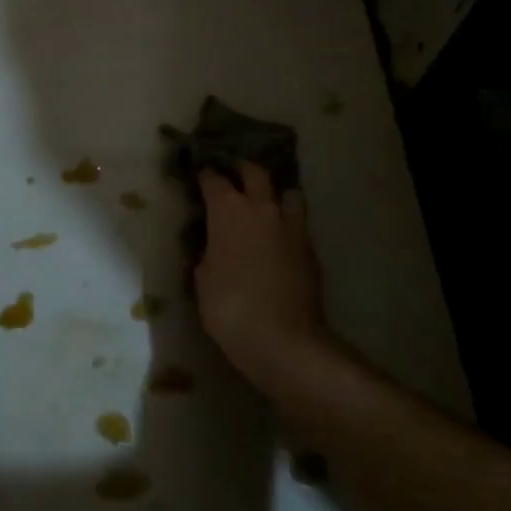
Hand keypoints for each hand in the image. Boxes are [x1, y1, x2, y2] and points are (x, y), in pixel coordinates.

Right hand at [195, 163, 332, 397]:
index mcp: (228, 210)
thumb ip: (208, 252)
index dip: (206, 176)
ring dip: (274, 194)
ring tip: (264, 206)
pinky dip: (286, 225)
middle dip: (242, 170)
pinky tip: (277, 241)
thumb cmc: (229, 306)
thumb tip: (215, 247)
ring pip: (287, 193)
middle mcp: (262, 208)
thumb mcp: (203, 278)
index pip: (214, 179)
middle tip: (233, 177)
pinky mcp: (310, 249)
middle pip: (255, 172)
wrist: (284, 339)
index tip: (200, 178)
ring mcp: (291, 226)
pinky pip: (297, 224)